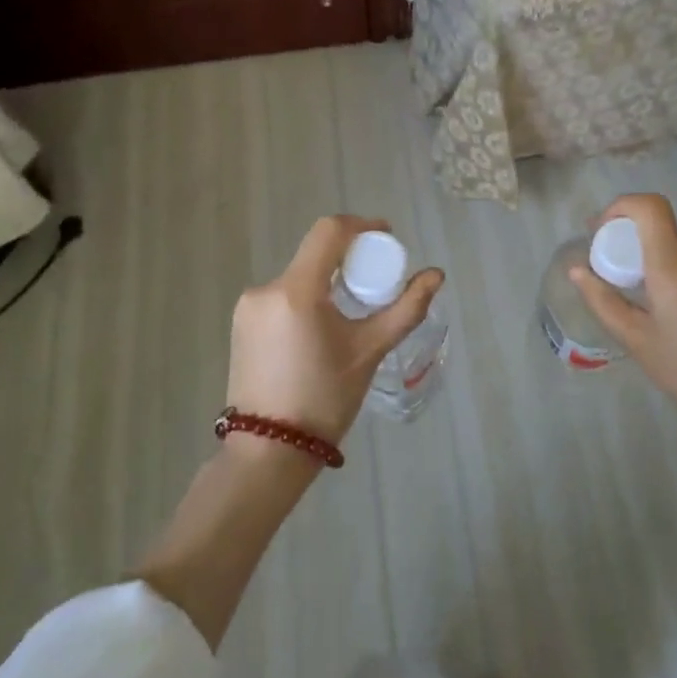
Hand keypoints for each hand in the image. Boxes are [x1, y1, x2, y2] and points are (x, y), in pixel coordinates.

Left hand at [227, 215, 443, 444]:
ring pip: (298, 277)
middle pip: (314, 254)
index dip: (361, 226)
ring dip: (327, 282)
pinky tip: (322, 328)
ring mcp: (248, 307)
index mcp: (296, 290)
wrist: (269, 451)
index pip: (329, 232)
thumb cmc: (325, 399)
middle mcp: (265, 289)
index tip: (386, 238)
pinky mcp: (241, 324)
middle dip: (348, 259)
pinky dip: (307, 299)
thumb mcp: (369, 350)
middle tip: (376, 281)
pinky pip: (282, 297)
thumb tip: (436, 274)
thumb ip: (405, 308)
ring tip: (351, 311)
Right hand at [570, 194, 676, 461]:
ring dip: (666, 267)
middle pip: (664, 231)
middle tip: (624, 284)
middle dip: (637, 247)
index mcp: (674, 267)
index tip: (603, 232)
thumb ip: (604, 302)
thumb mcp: (640, 344)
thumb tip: (577, 270)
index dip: (621, 207)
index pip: (649, 206)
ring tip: (662, 312)